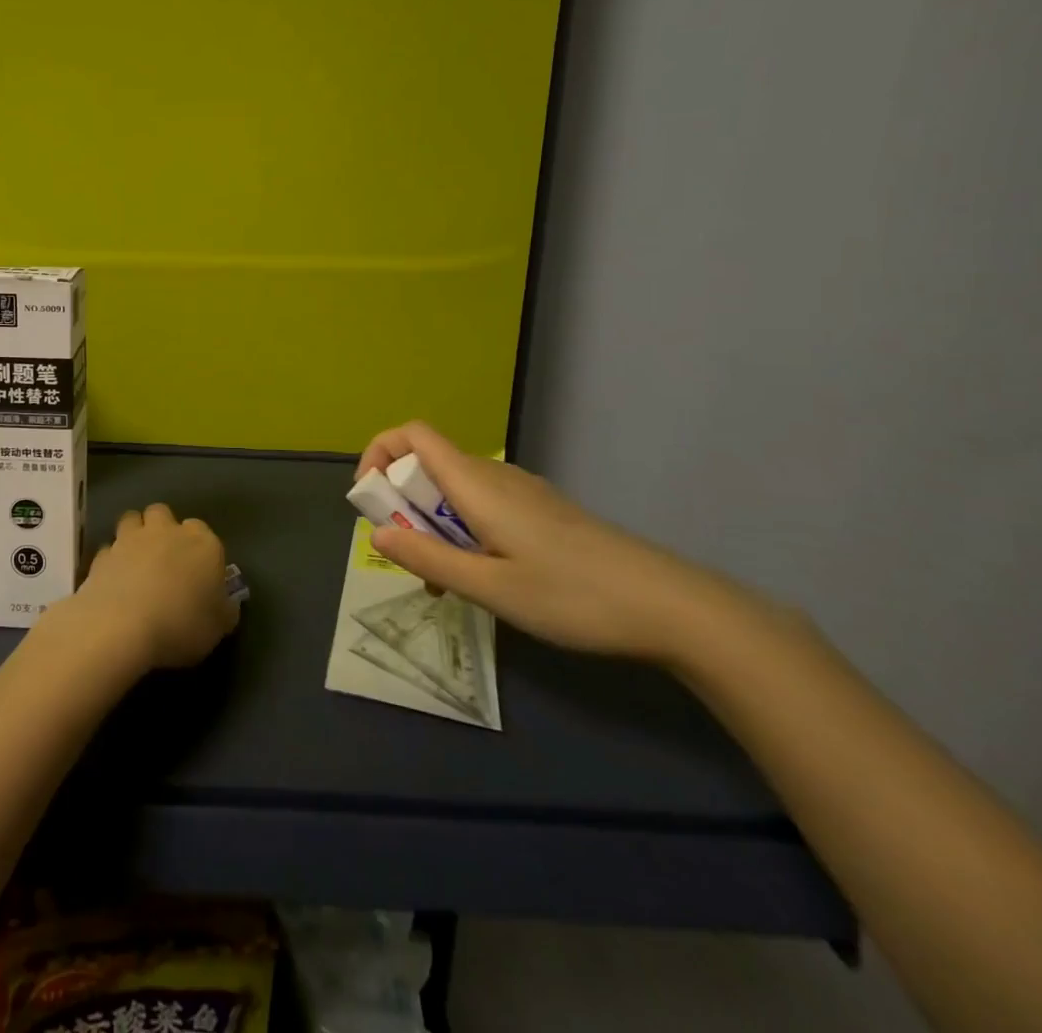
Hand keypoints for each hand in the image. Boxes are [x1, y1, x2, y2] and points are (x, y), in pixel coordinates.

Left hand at [55, 504, 239, 672]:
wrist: (122, 627)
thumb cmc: (182, 624)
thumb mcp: (219, 627)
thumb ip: (225, 610)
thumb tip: (225, 604)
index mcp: (202, 543)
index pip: (202, 530)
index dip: (199, 548)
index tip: (197, 571)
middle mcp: (166, 531)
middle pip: (163, 513)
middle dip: (163, 528)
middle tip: (164, 559)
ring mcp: (130, 539)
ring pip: (132, 519)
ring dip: (134, 533)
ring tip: (136, 560)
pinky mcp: (102, 555)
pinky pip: (109, 549)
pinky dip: (112, 559)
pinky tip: (114, 579)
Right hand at [357, 421, 747, 663]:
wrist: (670, 607)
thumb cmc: (573, 595)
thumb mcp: (490, 587)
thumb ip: (428, 558)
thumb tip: (376, 533)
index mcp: (475, 483)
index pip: (411, 434)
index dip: (378, 453)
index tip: (371, 500)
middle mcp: (494, 475)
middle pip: (427, 463)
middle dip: (401, 501)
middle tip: (407, 555)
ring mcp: (521, 492)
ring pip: (454, 490)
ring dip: (431, 523)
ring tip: (441, 582)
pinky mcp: (540, 512)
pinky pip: (481, 507)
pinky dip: (461, 531)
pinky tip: (481, 579)